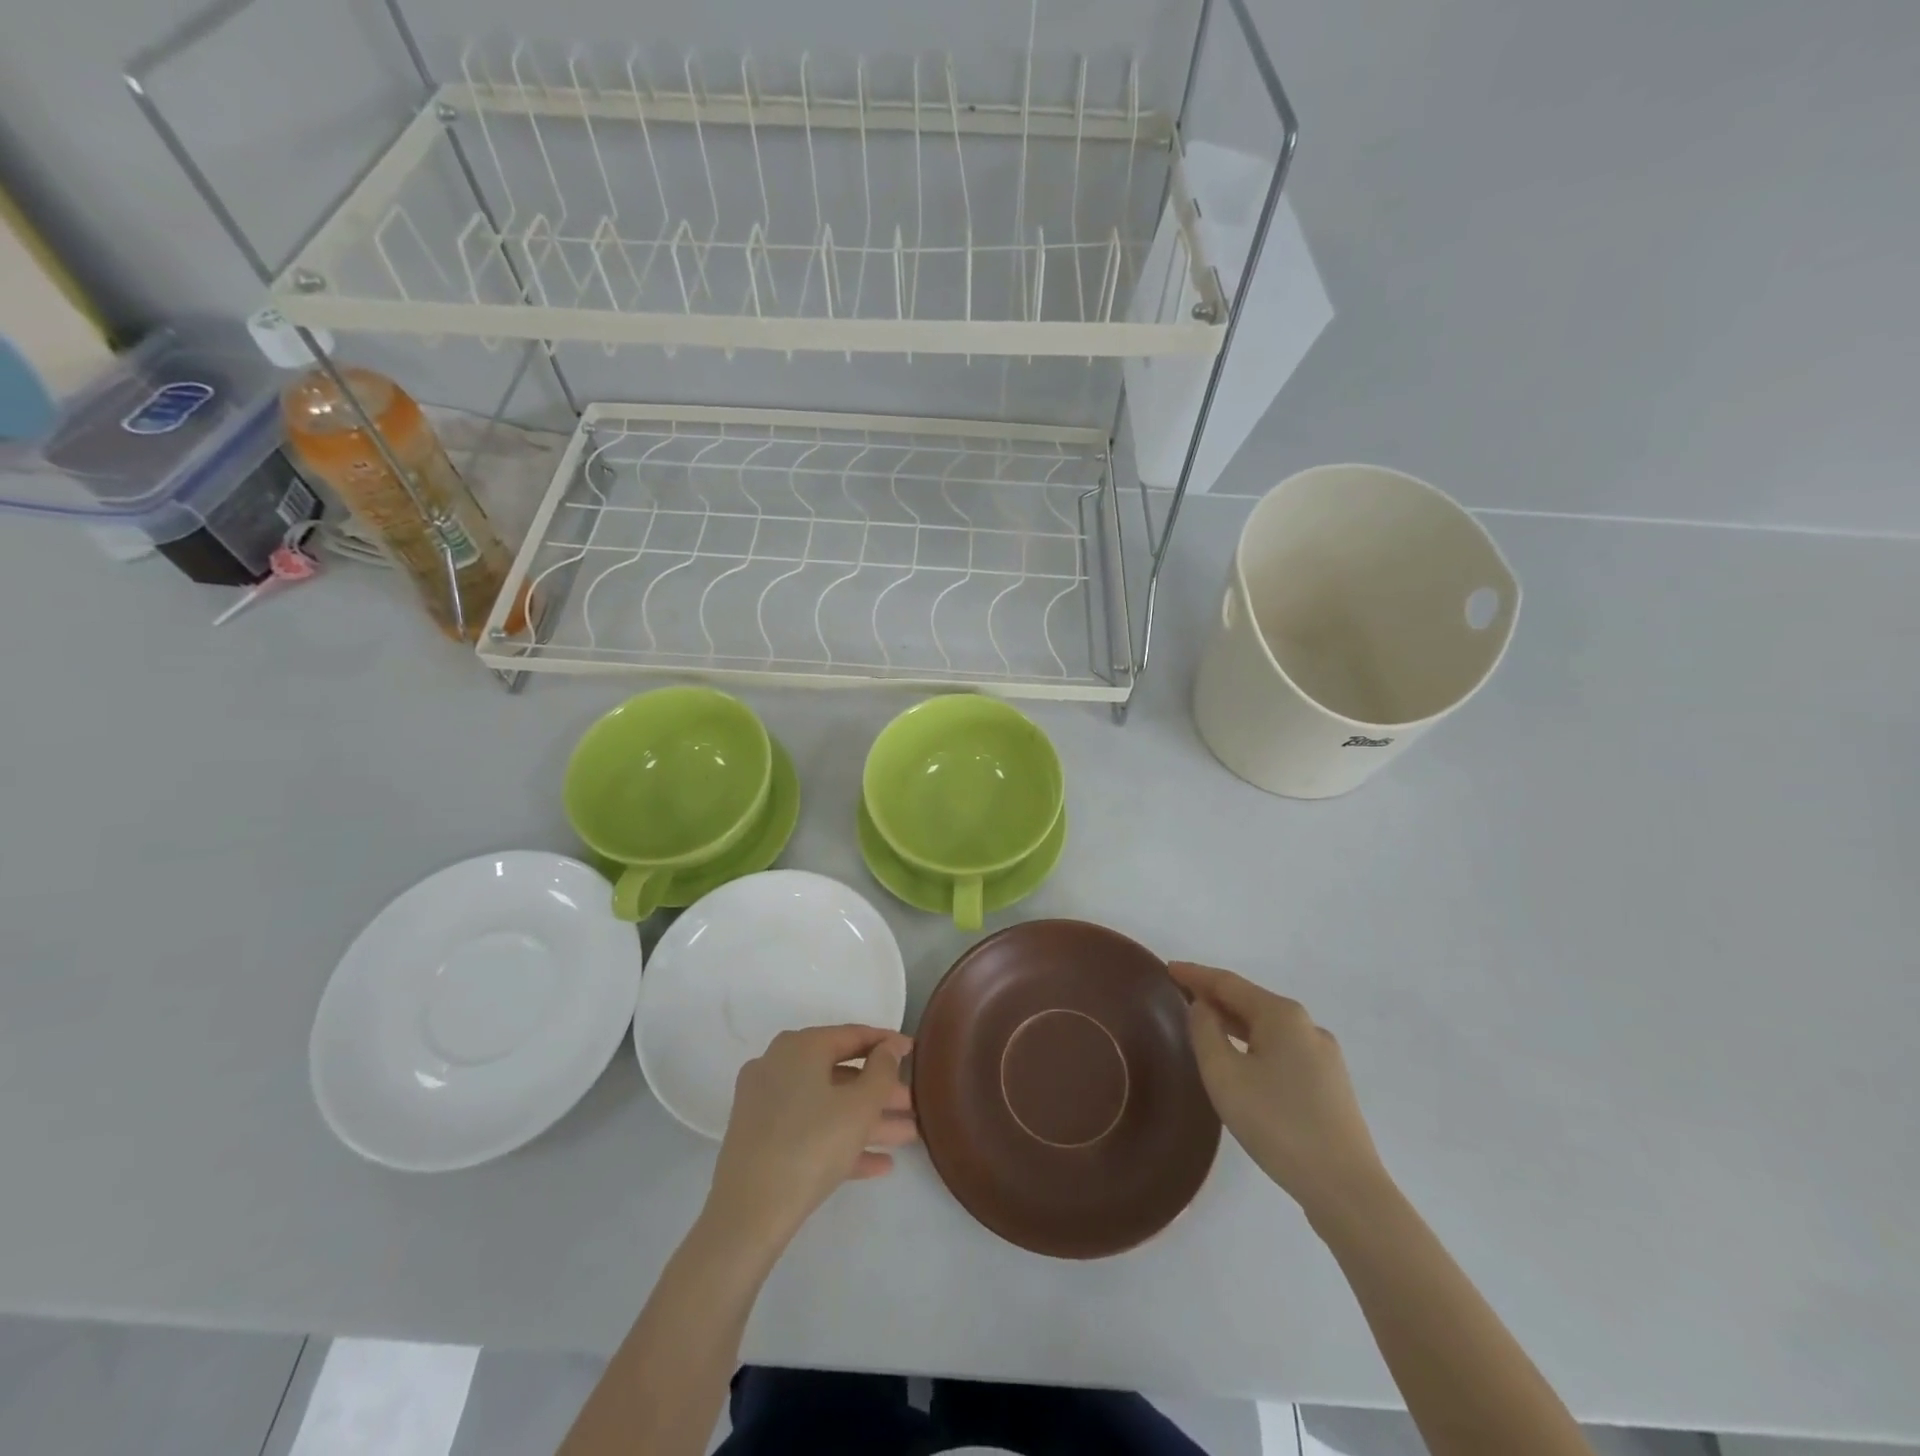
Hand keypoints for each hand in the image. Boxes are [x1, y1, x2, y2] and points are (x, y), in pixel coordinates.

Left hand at [703, 1025, 915, 1251]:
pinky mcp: (760, 1139)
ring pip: (826, 1104)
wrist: (748, 1214)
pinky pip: (809, 1129)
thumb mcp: (860, 1105)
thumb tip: (888, 1048)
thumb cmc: (812, 1145)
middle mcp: (778, 1065)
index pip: (852, 1035)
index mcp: (800, 1047)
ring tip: (907, 1137)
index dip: (887, 1044)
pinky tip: (879, 1164)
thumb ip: (883, 1070)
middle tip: (913, 1104)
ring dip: (867, 1120)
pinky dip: (841, 1141)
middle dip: (880, 1091)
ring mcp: (765, 1103)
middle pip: (840, 1072)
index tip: (914, 1052)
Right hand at [1169, 962, 1387, 1222]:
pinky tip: (1242, 1061)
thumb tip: (1203, 1007)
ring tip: (1205, 1026)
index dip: (1195, 974)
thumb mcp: (1224, 1075)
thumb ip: (1205, 1032)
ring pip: (1268, 1028)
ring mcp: (1324, 1057)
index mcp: (1282, 1015)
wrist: (1346, 1189)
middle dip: (1214, 996)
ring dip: (1234, 1022)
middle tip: (1179, 994)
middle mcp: (1307, 1026)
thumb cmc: (1277, 1124)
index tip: (1167, 968)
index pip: (1228, 983)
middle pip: (1250, 1002)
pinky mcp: (1330, 1085)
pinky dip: (1254, 1044)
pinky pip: (1282, 1050)